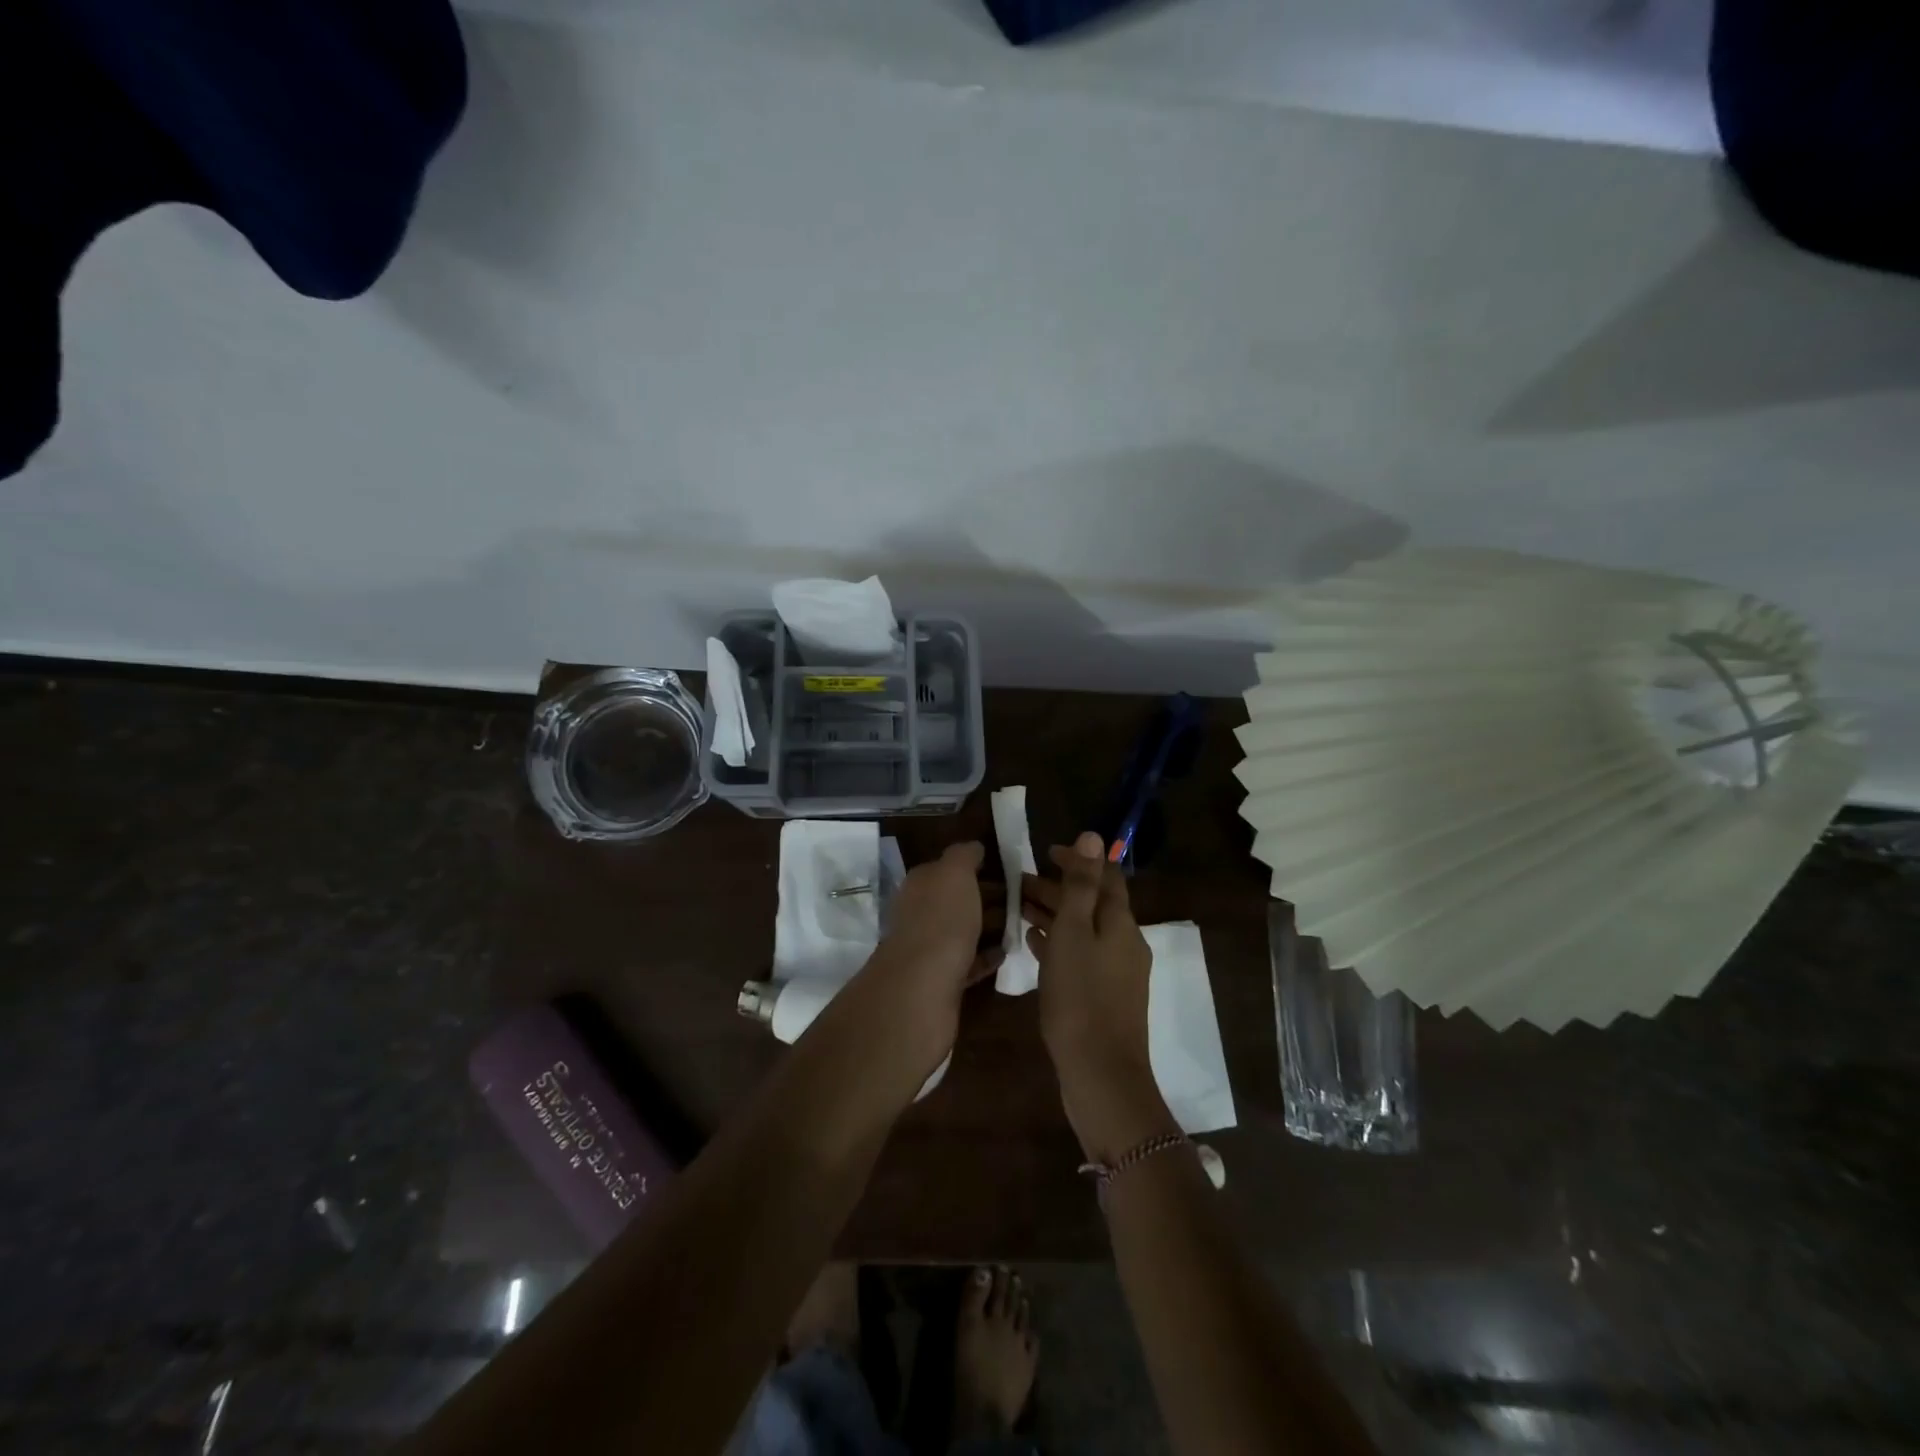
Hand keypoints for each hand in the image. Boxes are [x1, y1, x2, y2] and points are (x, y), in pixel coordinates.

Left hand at [855, 842, 1001, 1075]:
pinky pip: (967, 962)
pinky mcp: (940, 980)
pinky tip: (1006, 954)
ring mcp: (928, 948)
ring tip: (1022, 925)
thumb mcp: (955, 873)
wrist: (922, 987)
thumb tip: (973, 847)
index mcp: (920, 884)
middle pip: (958, 900)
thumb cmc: (941, 920)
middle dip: (988, 898)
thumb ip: (964, 855)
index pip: (949, 868)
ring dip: (990, 927)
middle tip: (1025, 900)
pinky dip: (986, 956)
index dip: (977, 866)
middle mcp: (920, 912)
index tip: (1011, 871)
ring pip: (964, 931)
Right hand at [1022, 832, 1178, 1163]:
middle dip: (1059, 887)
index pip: (1104, 876)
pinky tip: (1033, 943)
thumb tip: (1093, 836)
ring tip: (1018, 908)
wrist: (1101, 1075)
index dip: (1078, 860)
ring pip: (1083, 930)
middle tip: (1019, 881)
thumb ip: (1081, 885)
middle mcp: (1124, 942)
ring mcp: (1116, 972)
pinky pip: (1080, 956)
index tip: (1044, 853)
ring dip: (1054, 914)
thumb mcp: (1074, 933)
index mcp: (1120, 923)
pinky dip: (1058, 943)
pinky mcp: (1104, 997)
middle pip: (1092, 903)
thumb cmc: (1081, 997)